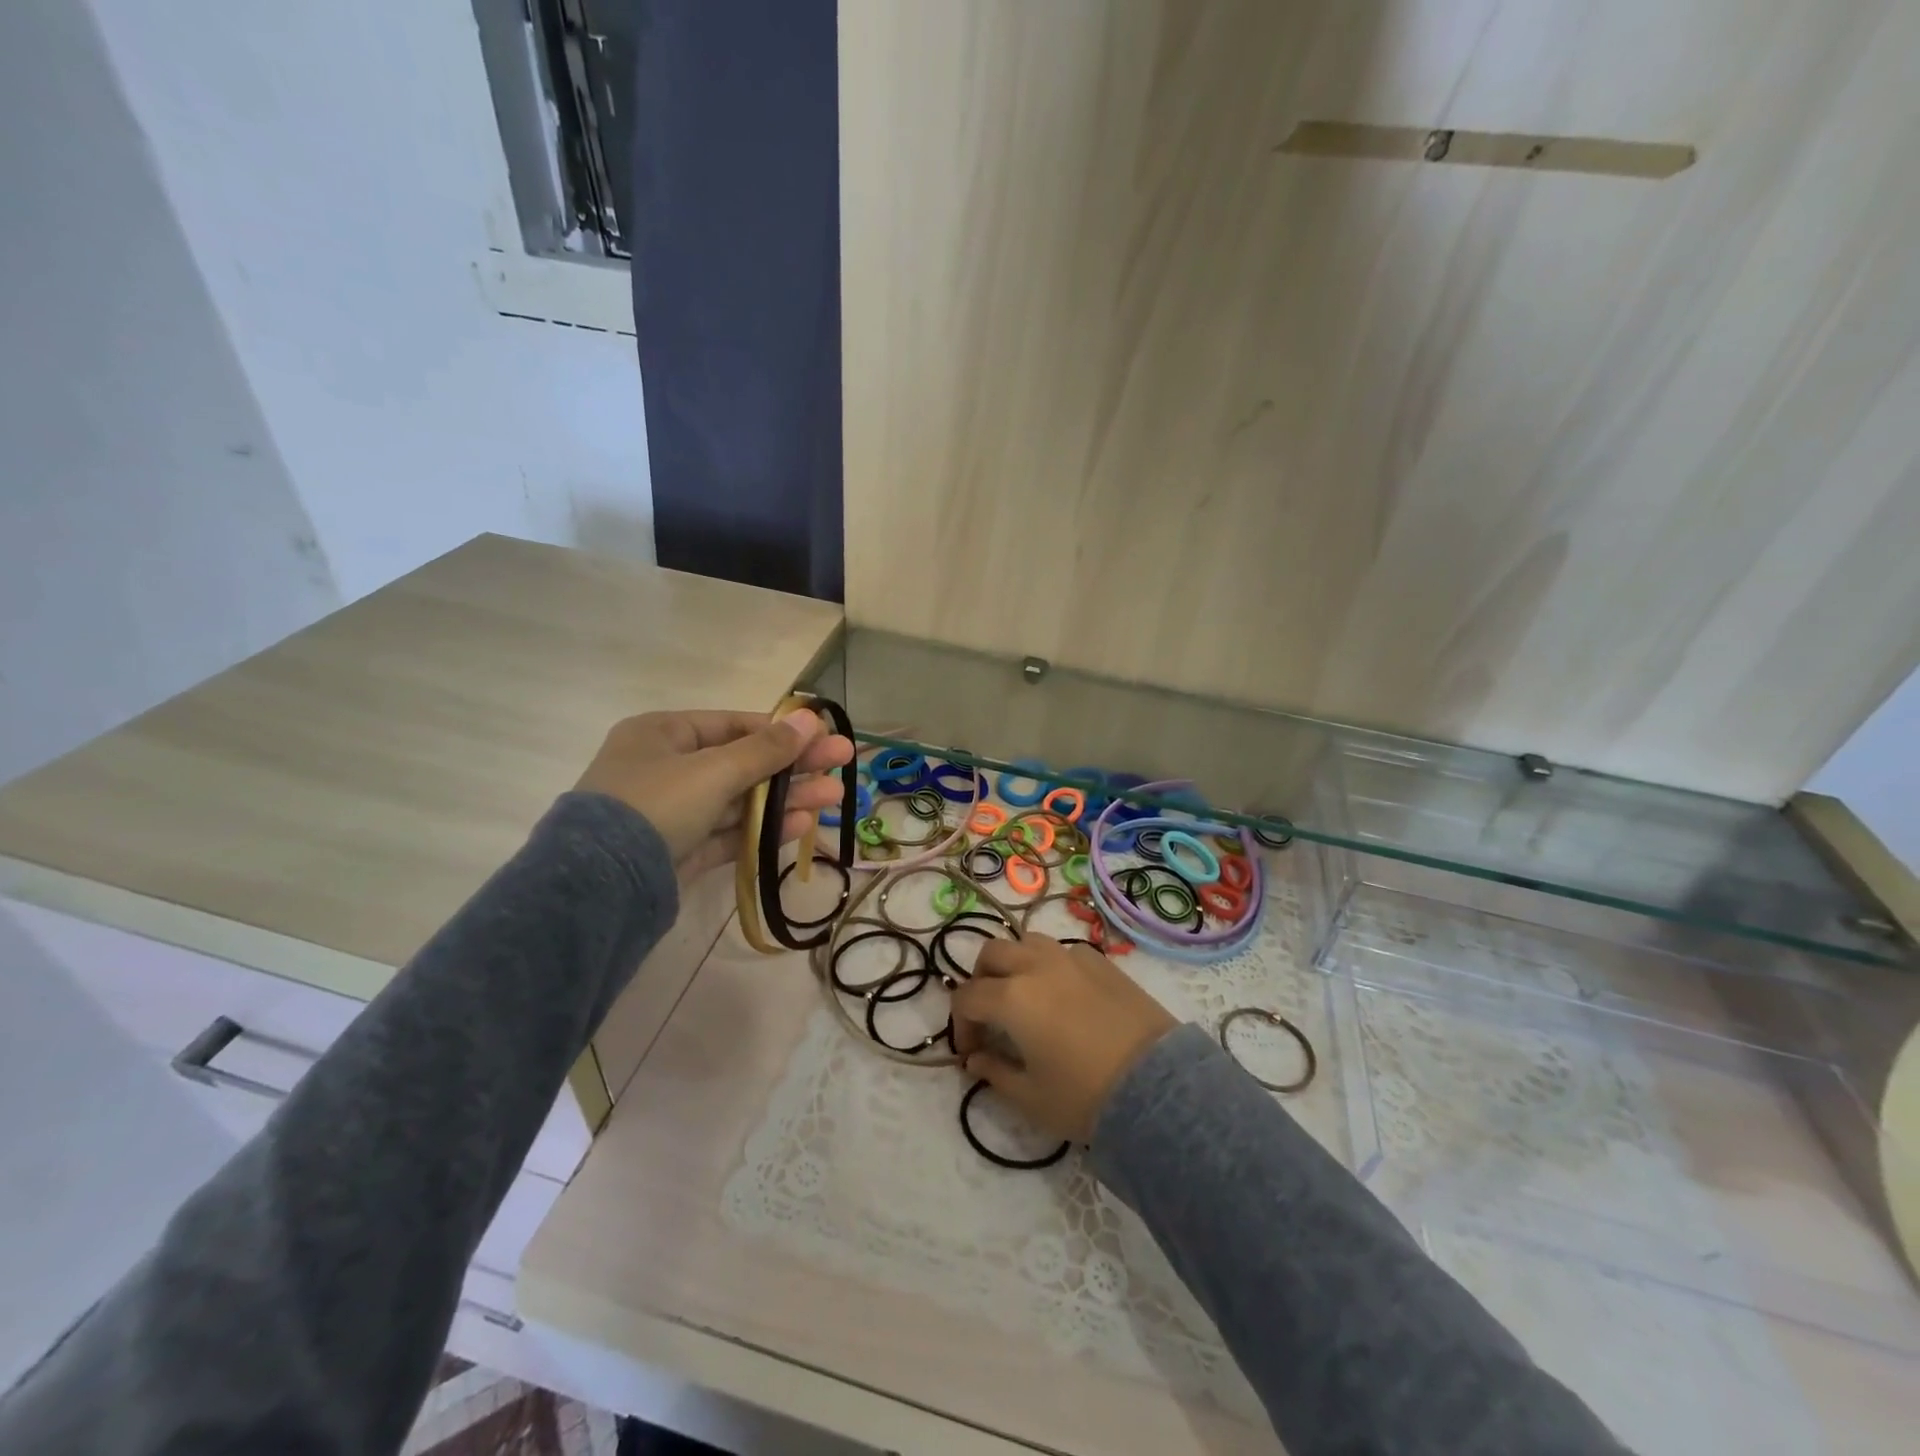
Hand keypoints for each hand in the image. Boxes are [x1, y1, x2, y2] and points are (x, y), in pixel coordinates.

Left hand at [575, 709, 853, 878]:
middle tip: (843, 764)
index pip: (733, 725)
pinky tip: (802, 826)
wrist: (599, 888)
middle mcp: (666, 768)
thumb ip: (766, 749)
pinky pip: (729, 833)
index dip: (781, 731)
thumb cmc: (655, 805)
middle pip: (743, 762)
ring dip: (786, 799)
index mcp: (662, 734)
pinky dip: (763, 829)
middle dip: (793, 766)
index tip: (823, 735)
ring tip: (835, 798)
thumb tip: (810, 717)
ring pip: (740, 801)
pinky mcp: (682, 851)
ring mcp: (674, 812)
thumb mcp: (713, 770)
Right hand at [951, 934, 1178, 1143]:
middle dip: (980, 981)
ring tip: (1022, 995)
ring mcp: (1072, 958)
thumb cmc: (1085, 1096)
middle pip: (991, 954)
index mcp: (1012, 997)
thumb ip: (995, 1073)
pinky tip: (1062, 994)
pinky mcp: (1102, 961)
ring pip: (1027, 942)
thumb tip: (975, 1060)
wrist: (1157, 1086)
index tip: (972, 1053)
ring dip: (1014, 963)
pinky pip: (1063, 951)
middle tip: (988, 1015)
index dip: (961, 1025)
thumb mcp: (1031, 1097)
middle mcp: (1037, 966)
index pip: (967, 998)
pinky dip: (1049, 964)